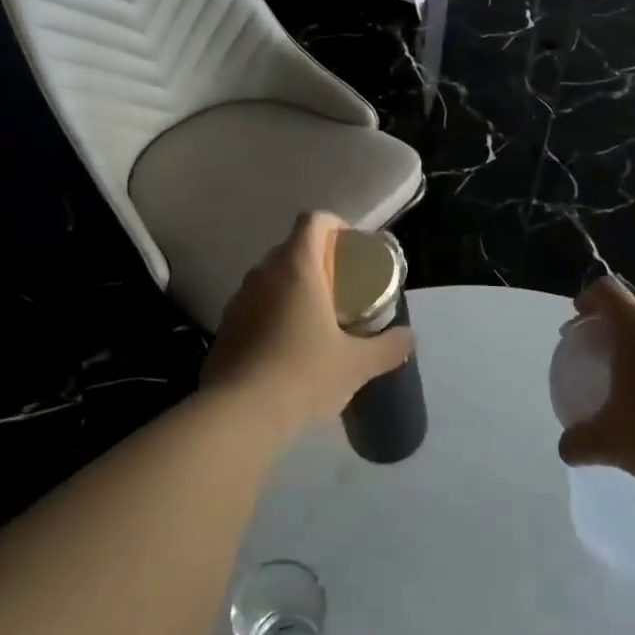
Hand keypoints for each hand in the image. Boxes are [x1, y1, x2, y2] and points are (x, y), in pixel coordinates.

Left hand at [202, 212, 414, 440]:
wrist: (239, 413)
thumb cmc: (303, 374)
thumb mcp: (355, 364)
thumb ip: (387, 347)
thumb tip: (410, 337)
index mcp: (297, 268)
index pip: (313, 221)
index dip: (334, 224)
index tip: (350, 247)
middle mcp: (263, 273)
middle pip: (291, 248)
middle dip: (316, 259)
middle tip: (339, 286)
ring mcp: (239, 299)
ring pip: (270, 277)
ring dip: (291, 287)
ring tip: (314, 317)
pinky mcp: (225, 326)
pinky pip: (253, 305)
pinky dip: (271, 312)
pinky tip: (285, 346)